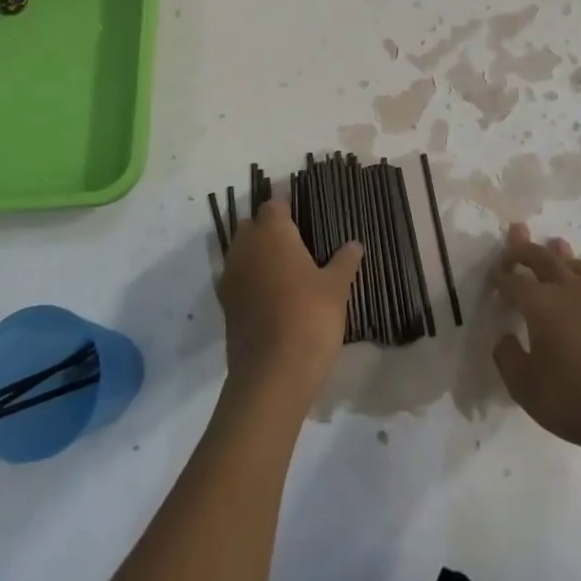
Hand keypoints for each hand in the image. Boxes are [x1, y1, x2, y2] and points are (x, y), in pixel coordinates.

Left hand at [218, 201, 361, 409]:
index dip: (287, 210)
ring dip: (257, 255)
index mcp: (272, 233)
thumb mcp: (336, 288)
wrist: (272, 375)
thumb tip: (354, 244)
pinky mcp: (225, 305)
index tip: (305, 221)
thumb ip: (344, 261)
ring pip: (242, 252)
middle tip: (297, 245)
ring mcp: (231, 276)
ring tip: (286, 271)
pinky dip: (250, 280)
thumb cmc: (309, 318)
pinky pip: (238, 279)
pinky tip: (272, 296)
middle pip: (252, 226)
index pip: (273, 206)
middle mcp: (246, 247)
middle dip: (269, 230)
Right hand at [492, 224, 580, 464]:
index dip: (500, 277)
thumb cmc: (573, 399)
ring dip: (558, 253)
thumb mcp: (524, 387)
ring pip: (573, 262)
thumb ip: (507, 357)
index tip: (492, 279)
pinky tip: (577, 282)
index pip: (514, 280)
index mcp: (541, 303)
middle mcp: (567, 291)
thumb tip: (505, 337)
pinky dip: (577, 270)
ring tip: (553, 245)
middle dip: (524, 248)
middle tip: (513, 239)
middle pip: (543, 257)